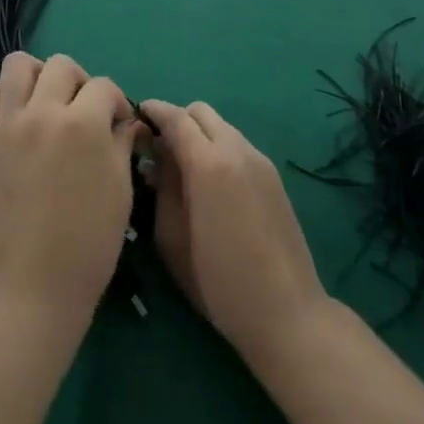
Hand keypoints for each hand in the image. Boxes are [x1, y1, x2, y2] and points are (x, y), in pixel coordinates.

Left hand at [0, 53, 141, 326]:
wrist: (36, 282)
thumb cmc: (90, 242)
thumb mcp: (120, 189)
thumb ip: (122, 144)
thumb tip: (126, 120)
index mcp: (84, 124)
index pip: (103, 86)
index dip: (116, 101)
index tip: (117, 123)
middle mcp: (44, 112)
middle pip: (61, 65)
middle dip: (79, 82)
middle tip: (82, 111)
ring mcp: (9, 124)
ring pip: (17, 65)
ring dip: (36, 76)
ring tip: (44, 102)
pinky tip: (10, 114)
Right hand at [141, 100, 328, 366]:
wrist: (286, 312)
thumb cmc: (219, 281)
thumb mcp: (172, 239)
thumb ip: (161, 188)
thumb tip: (155, 158)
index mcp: (208, 163)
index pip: (176, 117)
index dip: (154, 111)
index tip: (136, 115)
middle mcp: (237, 150)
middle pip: (201, 112)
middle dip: (177, 120)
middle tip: (159, 149)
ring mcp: (260, 161)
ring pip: (222, 127)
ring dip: (199, 135)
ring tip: (184, 169)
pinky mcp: (274, 177)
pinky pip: (238, 145)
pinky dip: (218, 149)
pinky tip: (212, 185)